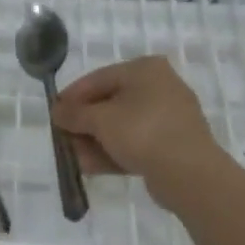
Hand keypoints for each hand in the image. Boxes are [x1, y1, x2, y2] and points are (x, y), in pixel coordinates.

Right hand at [52, 56, 223, 204]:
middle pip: (110, 103)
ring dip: (96, 142)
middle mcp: (160, 87)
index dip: (72, 96)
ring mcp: (169, 117)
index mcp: (145, 70)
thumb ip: (75, 114)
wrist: (190, 174)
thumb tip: (57, 111)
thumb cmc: (142, 132)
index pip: (98, 78)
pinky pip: (136, 143)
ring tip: (75, 159)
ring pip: (122, 126)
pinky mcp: (173, 144)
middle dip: (84, 124)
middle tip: (64, 139)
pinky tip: (92, 167)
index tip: (54, 114)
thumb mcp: (100, 120)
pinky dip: (114, 152)